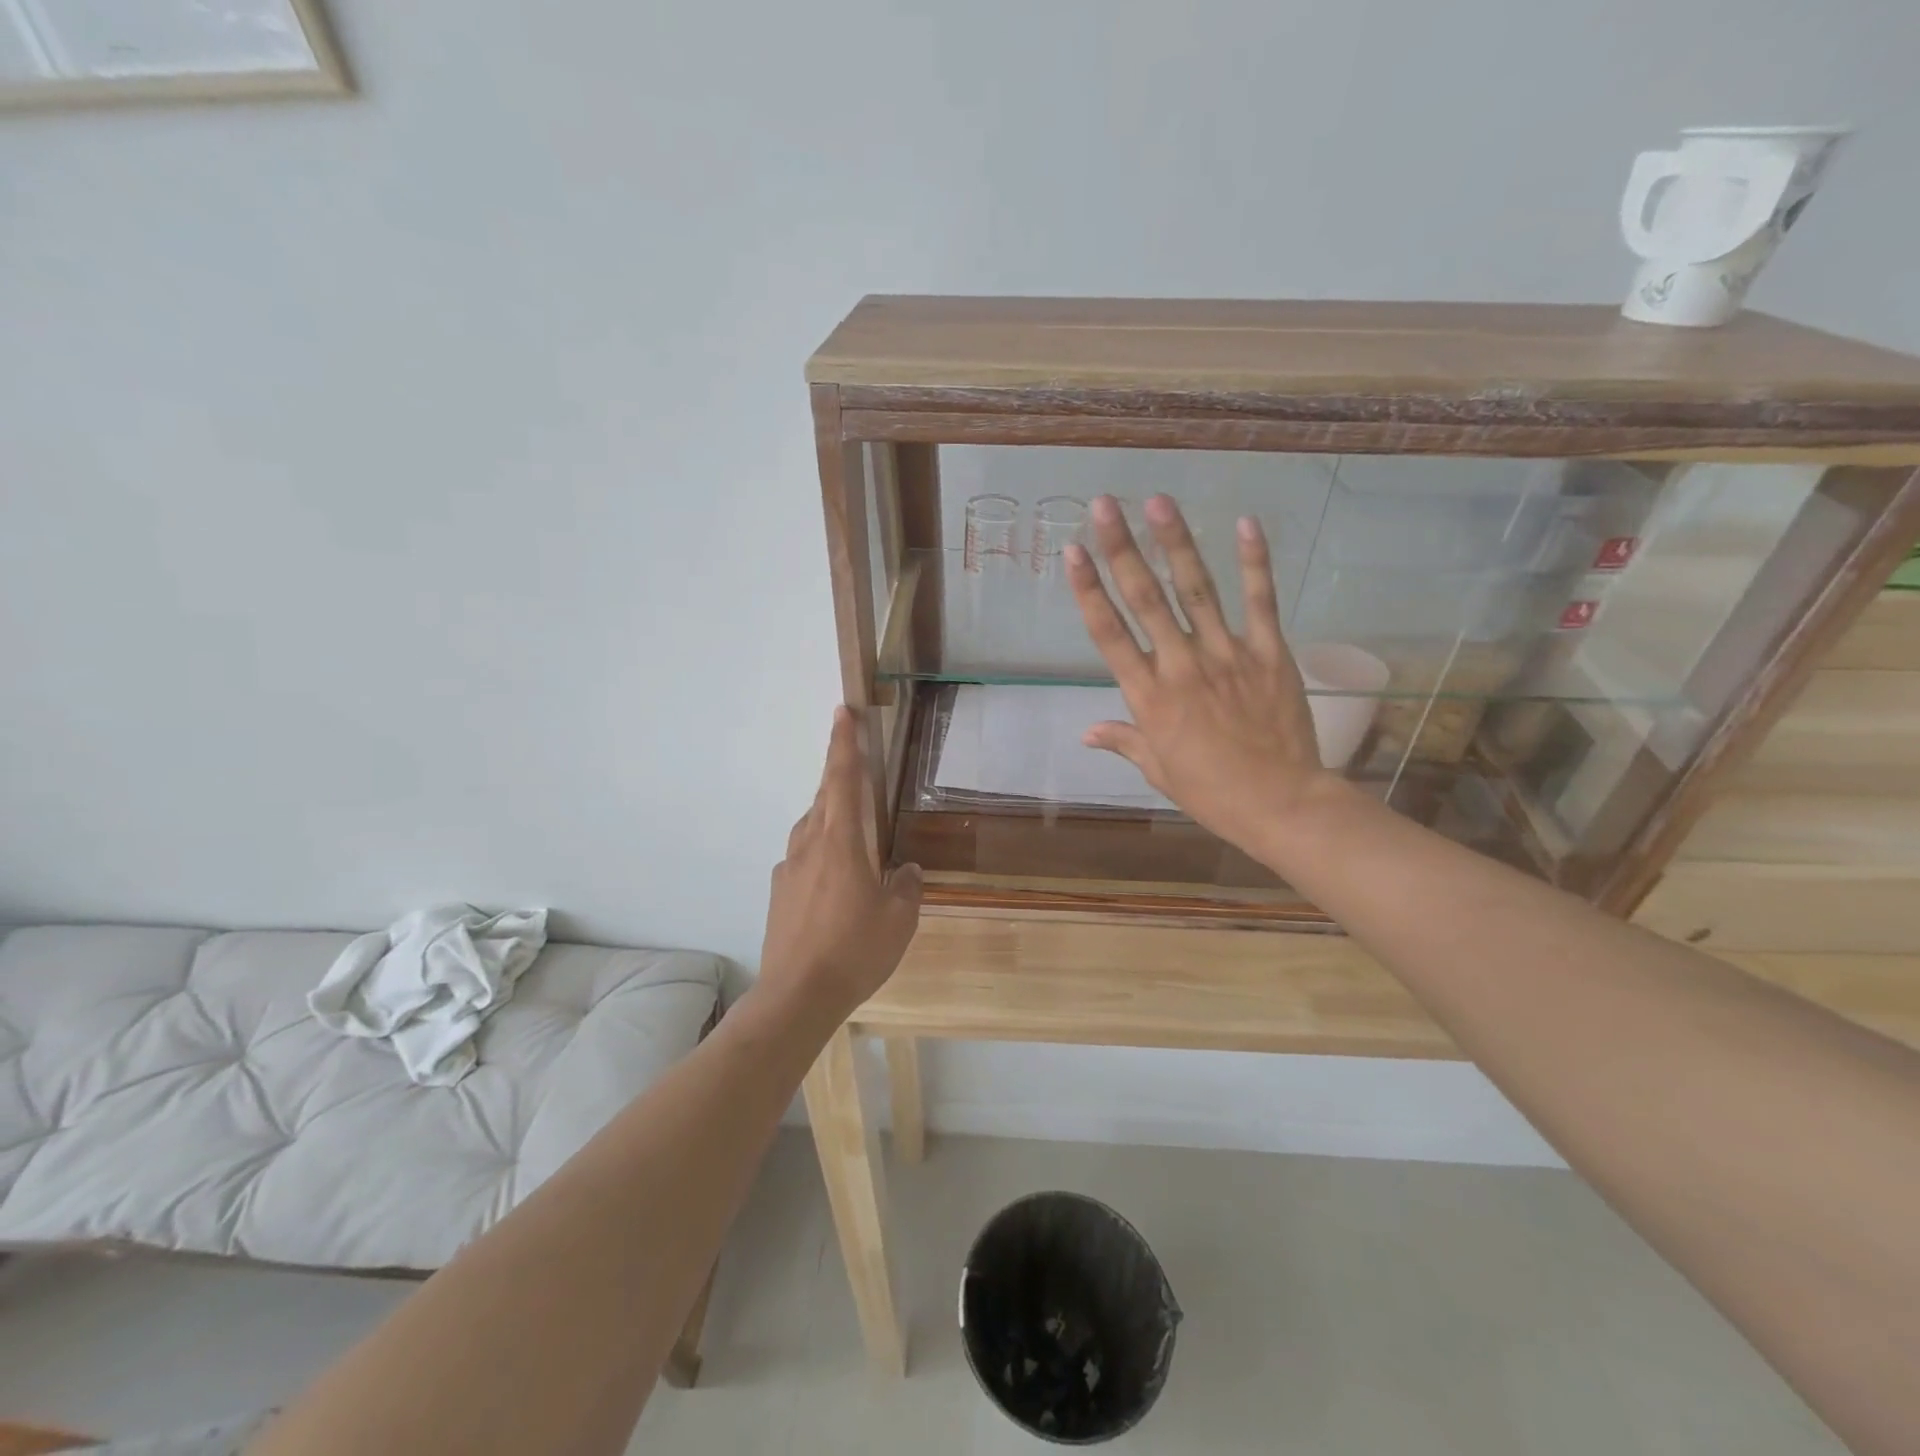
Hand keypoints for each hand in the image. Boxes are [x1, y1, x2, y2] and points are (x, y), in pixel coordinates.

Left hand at [757, 707, 921, 1026]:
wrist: (797, 995)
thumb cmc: (855, 950)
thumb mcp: (899, 919)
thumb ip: (906, 886)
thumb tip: (903, 870)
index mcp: (840, 842)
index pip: (842, 780)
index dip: (844, 744)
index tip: (843, 712)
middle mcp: (810, 846)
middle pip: (824, 798)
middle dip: (838, 774)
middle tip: (855, 765)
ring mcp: (789, 869)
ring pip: (812, 827)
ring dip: (830, 816)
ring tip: (853, 831)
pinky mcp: (780, 893)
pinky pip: (803, 857)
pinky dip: (822, 852)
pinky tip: (836, 881)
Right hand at [1065, 495, 1343, 859]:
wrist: (1280, 803)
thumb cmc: (1211, 791)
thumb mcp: (1158, 769)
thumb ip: (1124, 740)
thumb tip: (1086, 732)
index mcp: (1149, 697)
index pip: (1109, 634)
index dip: (1088, 590)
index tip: (1072, 553)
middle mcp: (1181, 666)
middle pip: (1145, 600)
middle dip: (1121, 549)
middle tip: (1104, 505)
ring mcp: (1227, 656)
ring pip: (1196, 590)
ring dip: (1176, 543)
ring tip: (1159, 501)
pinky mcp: (1269, 654)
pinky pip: (1260, 603)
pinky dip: (1254, 563)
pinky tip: (1245, 524)